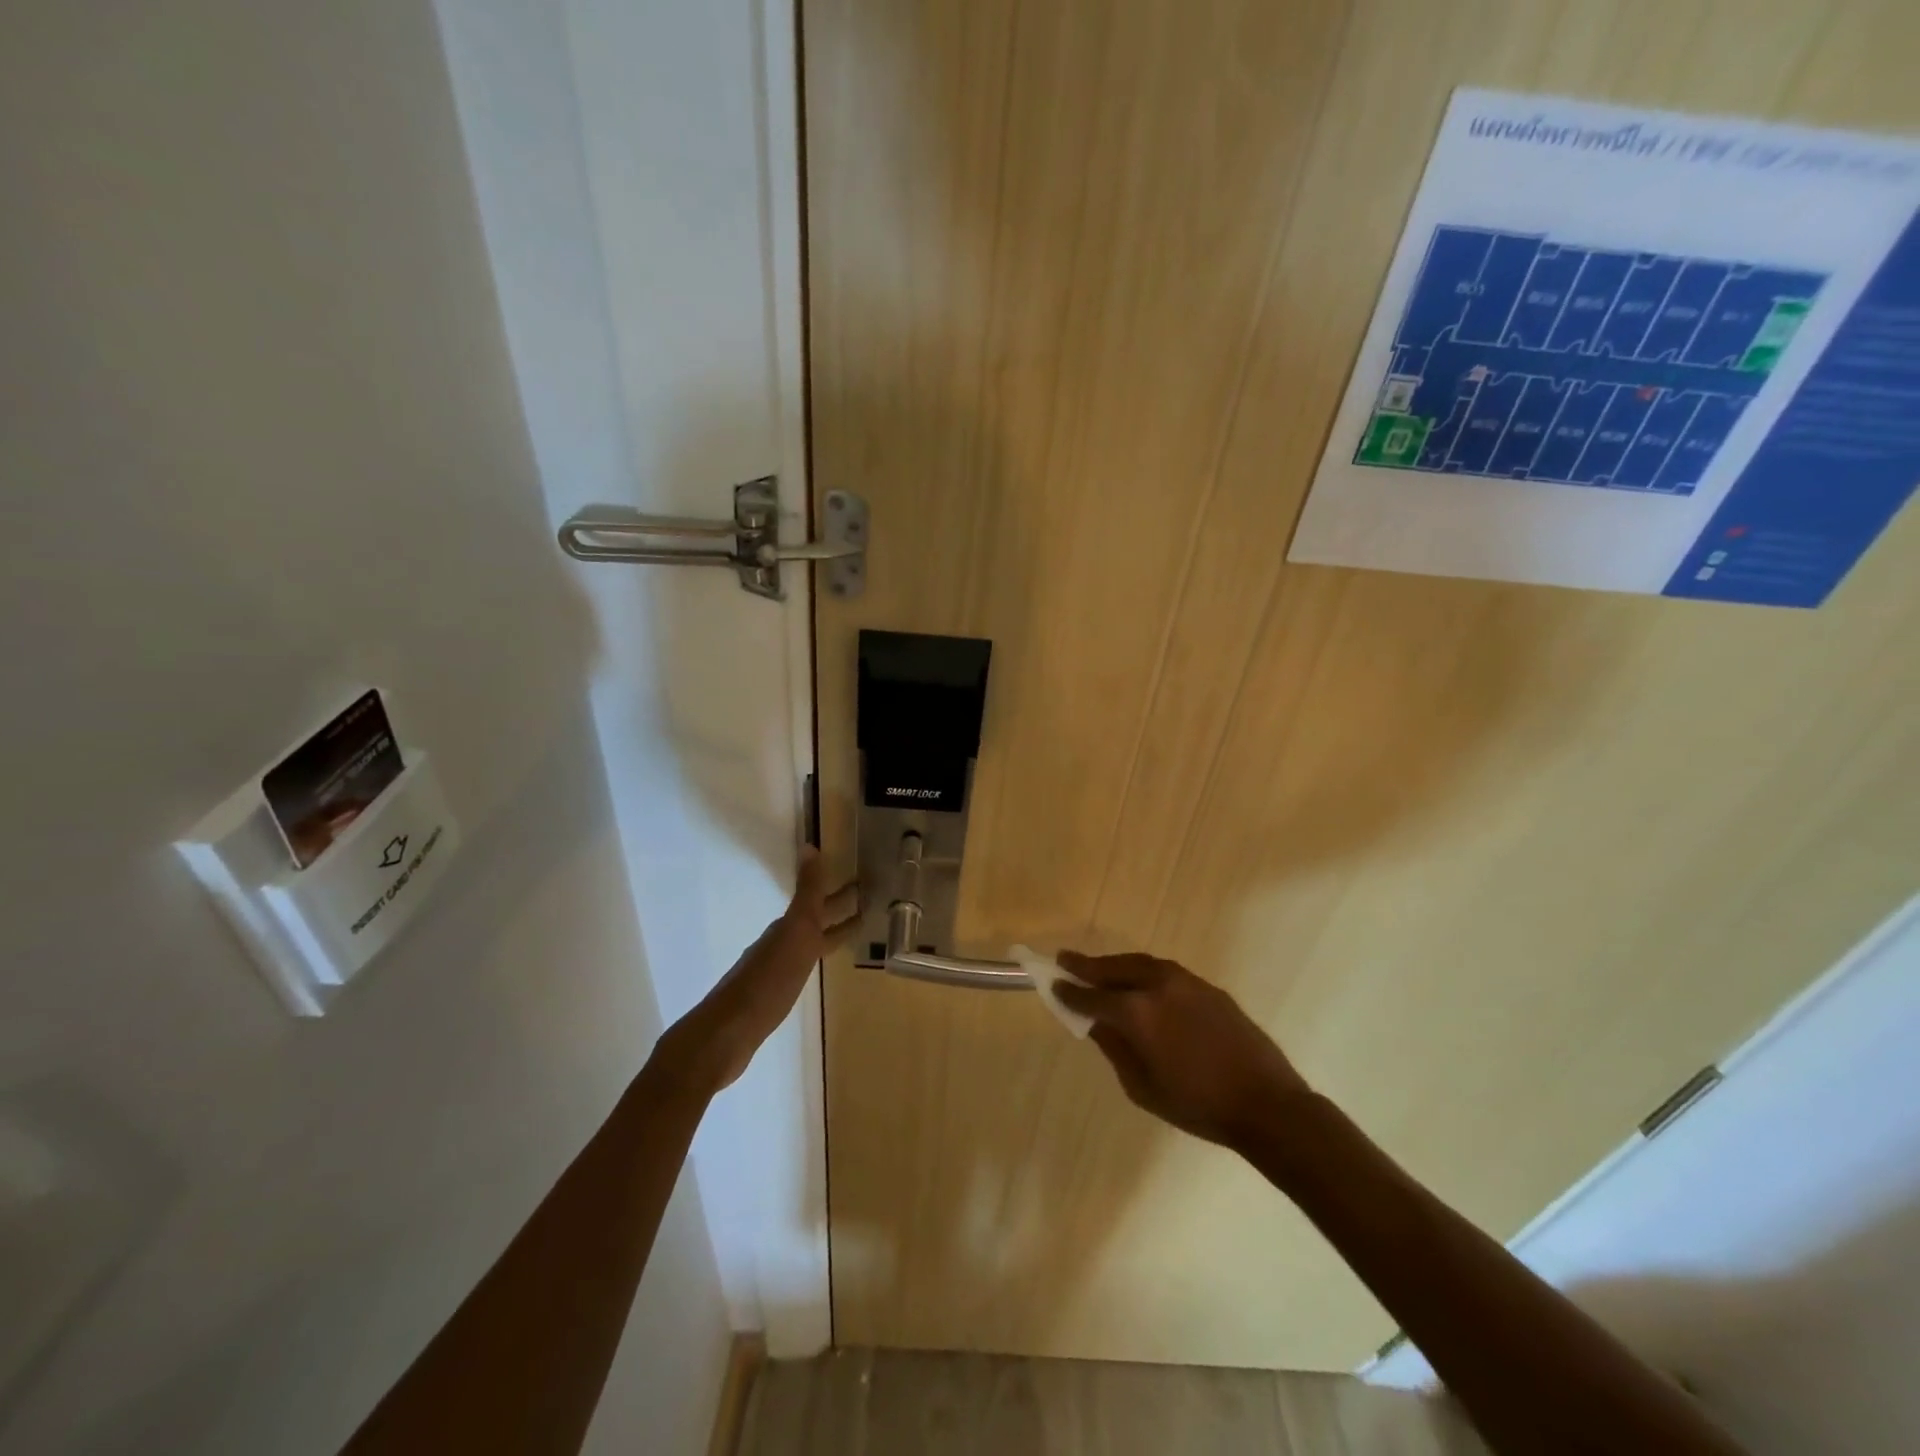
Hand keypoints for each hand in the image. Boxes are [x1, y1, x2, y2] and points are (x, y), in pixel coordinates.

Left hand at [654, 849, 857, 1094]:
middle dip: (838, 908)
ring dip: (826, 932)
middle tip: (868, 899)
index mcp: (789, 928)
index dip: (842, 893)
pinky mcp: (769, 997)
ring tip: (848, 932)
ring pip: (806, 942)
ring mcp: (772, 970)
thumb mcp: (794, 933)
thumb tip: (810, 846)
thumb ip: (806, 893)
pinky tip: (814, 967)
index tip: (864, 880)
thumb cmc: (767, 982)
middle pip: (814, 920)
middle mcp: (780, 943)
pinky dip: (814, 959)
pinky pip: (800, 967)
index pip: (821, 903)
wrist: (726, 1034)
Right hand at [1055, 952, 1309, 1149]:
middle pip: (1113, 968)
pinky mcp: (1206, 986)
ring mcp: (1185, 981)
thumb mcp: (1142, 1087)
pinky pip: (1164, 972)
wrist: (1265, 1103)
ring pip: (1140, 964)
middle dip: (1087, 966)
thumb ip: (1114, 1048)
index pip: (1092, 996)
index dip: (1070, 992)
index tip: (1053, 985)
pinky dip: (1144, 973)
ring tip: (1099, 969)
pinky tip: (1140, 984)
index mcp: (1137, 1012)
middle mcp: (1158, 985)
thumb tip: (1094, 1022)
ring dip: (1116, 965)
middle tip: (1065, 961)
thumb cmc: (1197, 1105)